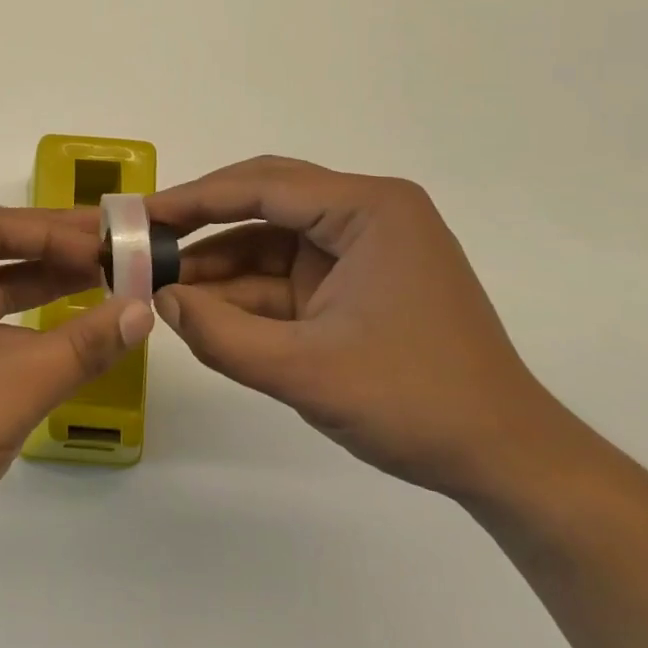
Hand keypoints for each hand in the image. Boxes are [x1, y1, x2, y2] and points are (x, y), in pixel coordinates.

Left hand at [0, 207, 152, 581]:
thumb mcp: (11, 388)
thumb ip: (82, 346)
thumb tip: (141, 310)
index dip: (58, 230)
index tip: (110, 240)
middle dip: (50, 257)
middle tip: (113, 259)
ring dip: (34, 294)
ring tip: (98, 290)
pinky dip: (10, 332)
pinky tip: (56, 343)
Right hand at [148, 156, 568, 498]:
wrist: (507, 463)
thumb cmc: (416, 403)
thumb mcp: (306, 371)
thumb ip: (221, 335)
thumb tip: (158, 300)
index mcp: (369, 209)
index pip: (263, 185)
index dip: (194, 198)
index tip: (140, 216)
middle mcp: (366, 214)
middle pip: (265, 200)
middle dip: (202, 223)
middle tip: (144, 240)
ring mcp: (361, 250)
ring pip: (269, 241)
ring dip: (218, 264)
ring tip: (159, 283)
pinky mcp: (354, 284)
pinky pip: (285, 276)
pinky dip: (244, 293)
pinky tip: (200, 310)